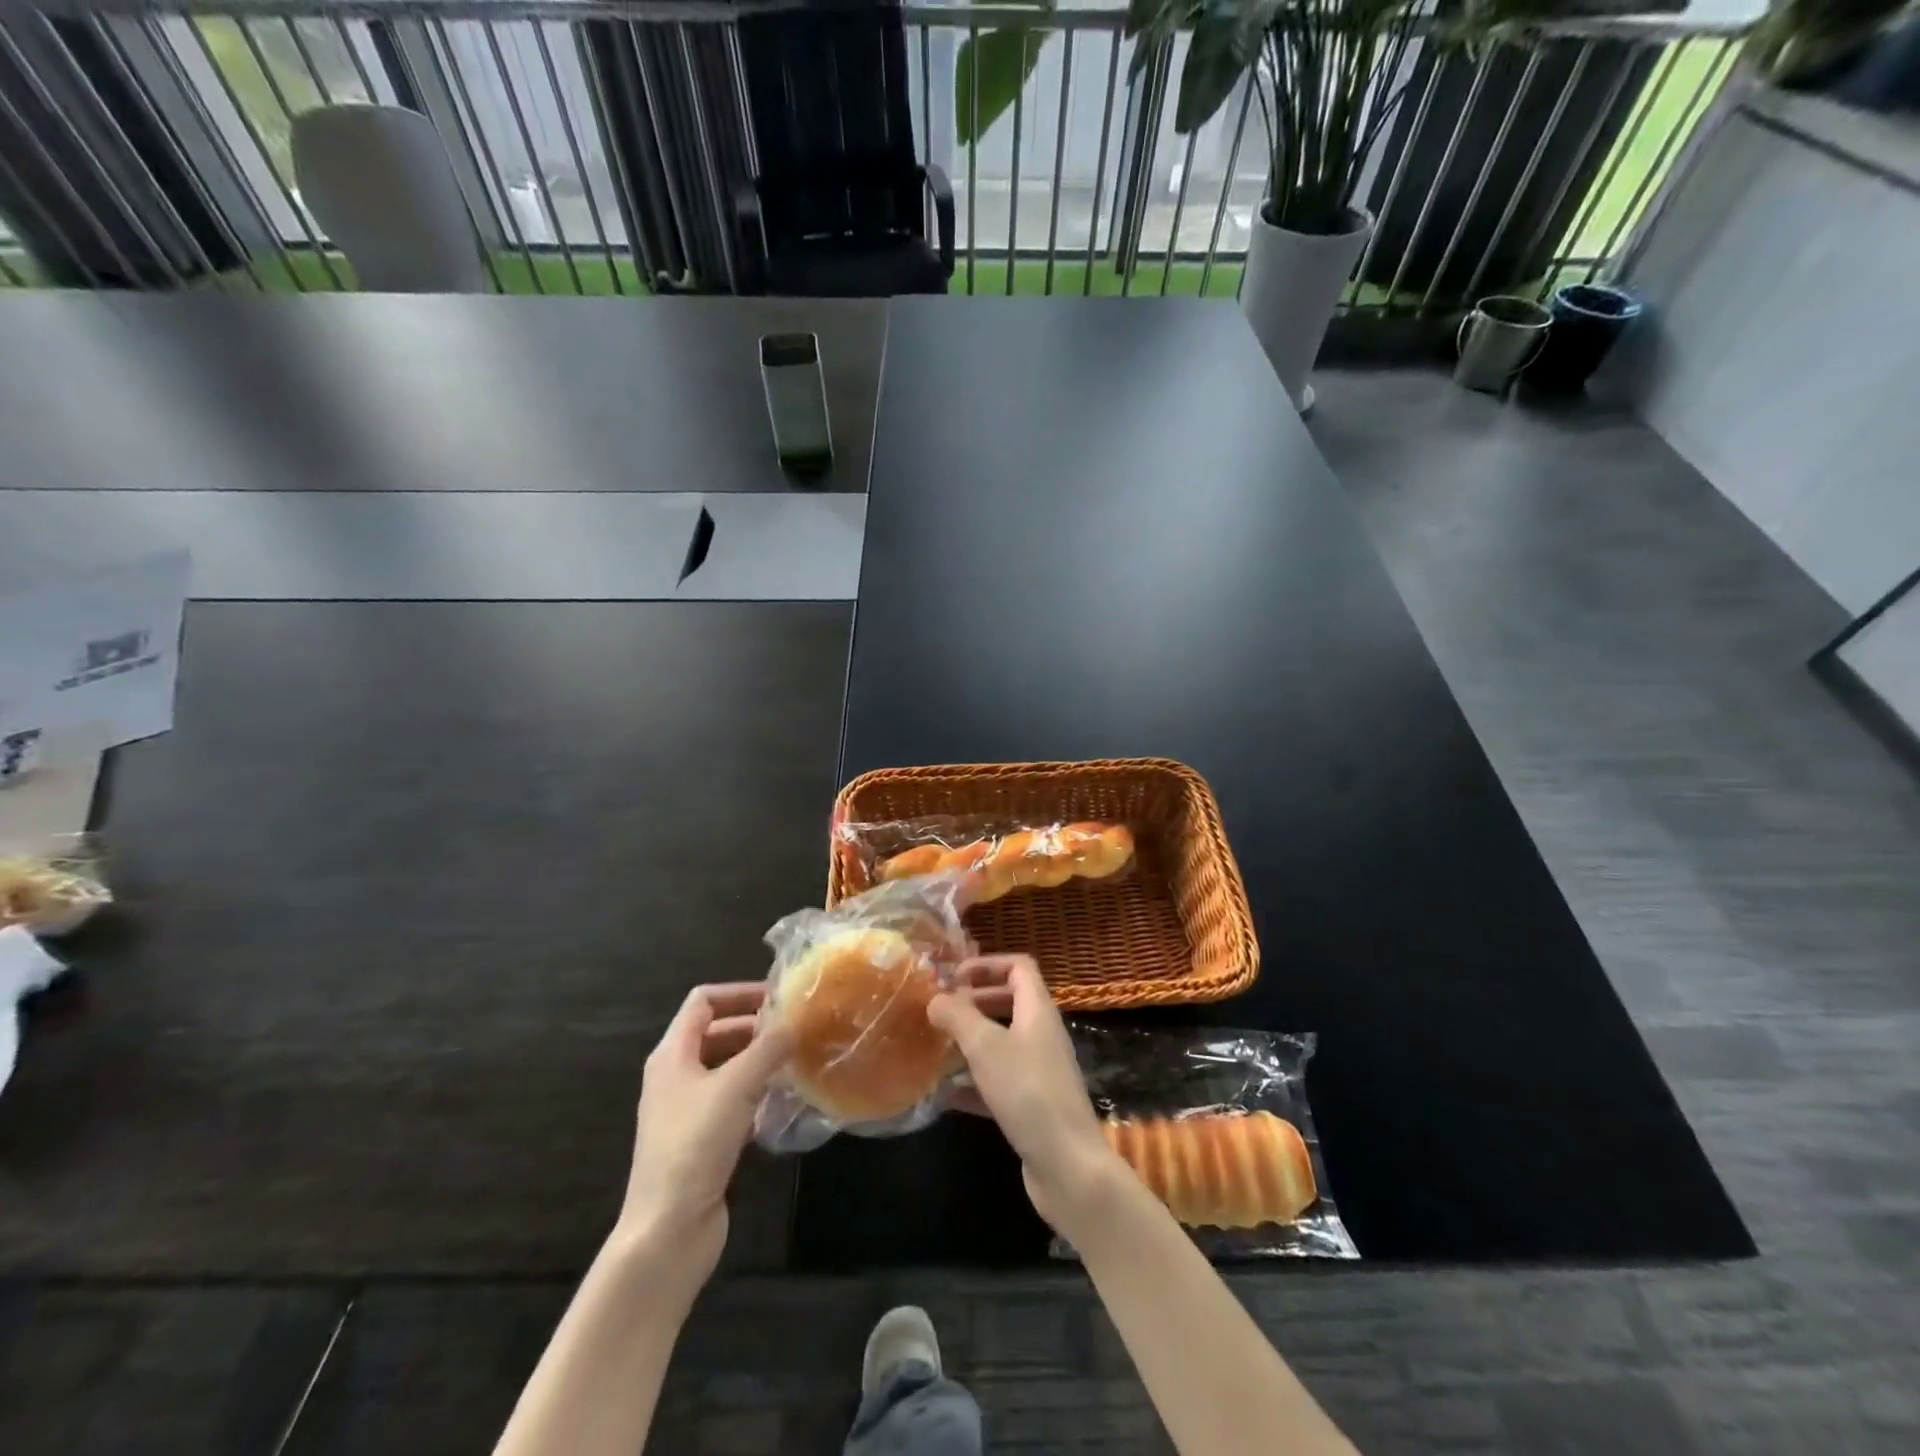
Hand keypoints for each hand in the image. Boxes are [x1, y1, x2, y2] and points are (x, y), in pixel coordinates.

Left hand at [620, 983, 791, 1287]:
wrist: (667, 1229)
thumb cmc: (695, 1143)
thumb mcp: (737, 1085)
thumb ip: (769, 1047)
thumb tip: (796, 1020)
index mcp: (672, 1054)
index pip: (703, 1001)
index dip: (739, 992)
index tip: (778, 997)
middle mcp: (675, 1076)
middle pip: (717, 1033)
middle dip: (756, 1027)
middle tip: (797, 1030)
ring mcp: (686, 1110)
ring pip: (727, 1069)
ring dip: (759, 1061)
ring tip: (798, 1060)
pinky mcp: (701, 1140)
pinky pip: (732, 1101)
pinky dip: (756, 1093)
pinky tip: (784, 1100)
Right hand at [927, 955, 1125, 1235]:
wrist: (1068, 1165)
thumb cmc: (1027, 1092)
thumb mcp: (985, 1046)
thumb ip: (958, 1016)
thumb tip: (935, 998)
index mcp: (1038, 1010)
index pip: (1018, 967)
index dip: (987, 964)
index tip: (953, 977)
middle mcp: (1042, 1034)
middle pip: (1009, 1002)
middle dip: (973, 1002)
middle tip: (940, 1011)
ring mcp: (1040, 1071)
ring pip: (1002, 1043)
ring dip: (970, 1042)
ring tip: (935, 1048)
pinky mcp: (1032, 1105)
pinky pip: (999, 1081)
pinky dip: (973, 1082)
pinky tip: (945, 1095)